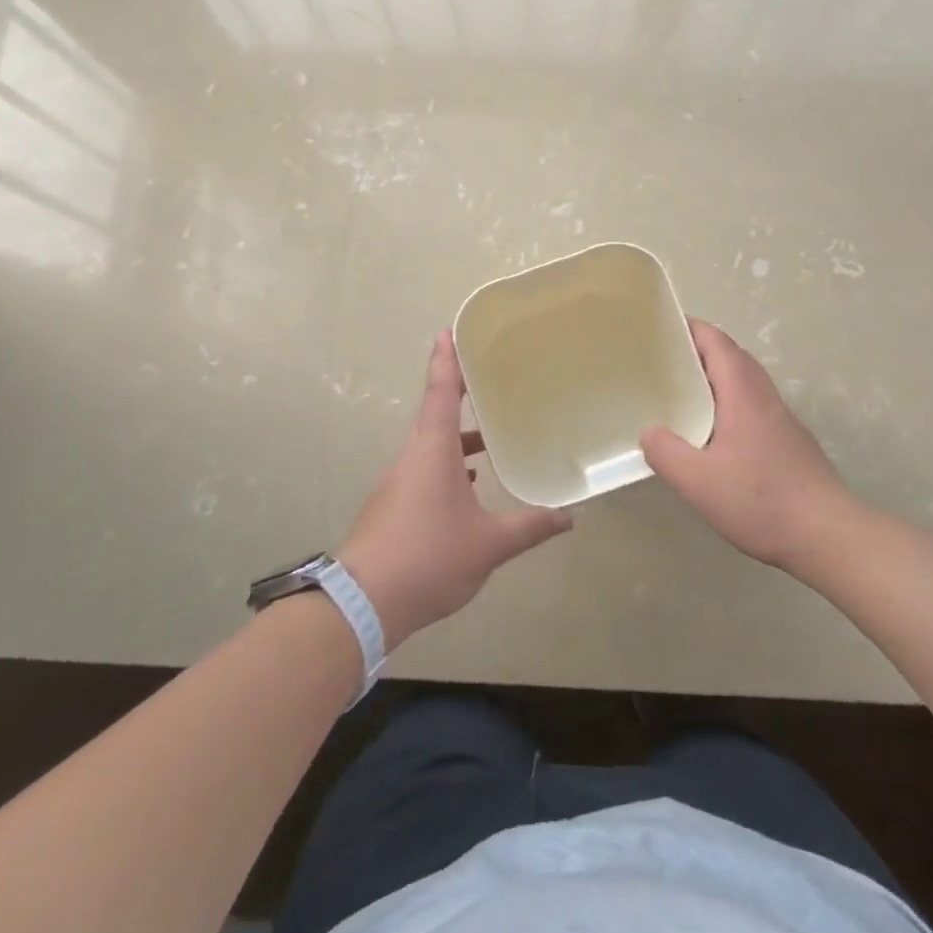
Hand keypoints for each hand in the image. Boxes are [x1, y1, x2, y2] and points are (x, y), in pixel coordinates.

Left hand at [339, 331, 572, 649]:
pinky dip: (448, 466)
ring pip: (431, 445)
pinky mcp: (394, 505)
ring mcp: (399, 482)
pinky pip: (426, 469)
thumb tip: (568, 517)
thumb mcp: (488, 544)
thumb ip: (529, 527)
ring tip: (491, 438)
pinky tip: (469, 484)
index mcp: (433, 450)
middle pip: (436, 414)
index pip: (441, 393)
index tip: (447, 331)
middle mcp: (413, 456)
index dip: (446, 361)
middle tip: (487, 377)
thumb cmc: (429, 557)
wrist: (364, 602)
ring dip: (458, 437)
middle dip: (459, 394)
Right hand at [641, 319, 857, 576]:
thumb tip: (648, 432)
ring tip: (677, 393)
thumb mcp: (699, 481)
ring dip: (712, 377)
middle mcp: (764, 396)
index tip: (657, 329)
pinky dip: (725, 402)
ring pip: (742, 382)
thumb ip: (666, 453)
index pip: (716, 342)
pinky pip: (749, 405)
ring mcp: (779, 418)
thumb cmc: (762, 501)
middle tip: (659, 362)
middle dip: (696, 351)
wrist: (828, 536)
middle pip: (730, 356)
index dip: (688, 328)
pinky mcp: (786, 441)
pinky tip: (707, 433)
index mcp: (743, 393)